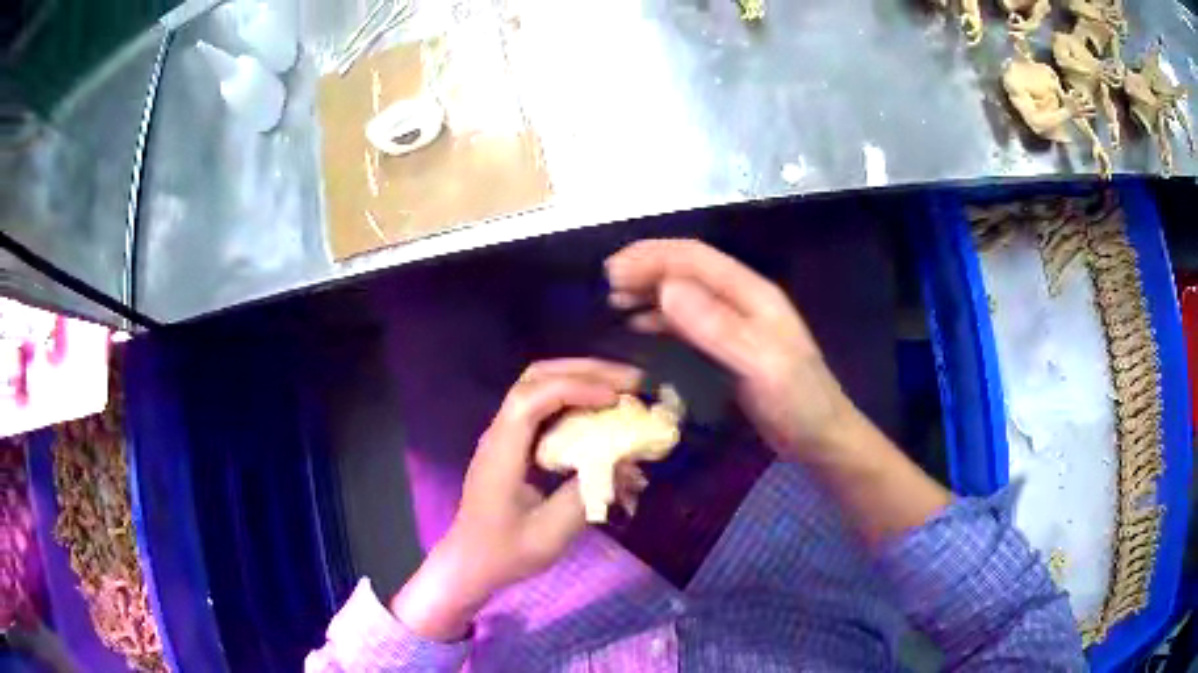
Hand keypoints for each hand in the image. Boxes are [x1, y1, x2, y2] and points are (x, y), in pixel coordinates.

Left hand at [391, 359, 643, 640]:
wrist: (471, 562)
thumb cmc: (505, 552)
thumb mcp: (550, 533)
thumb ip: (587, 495)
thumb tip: (627, 465)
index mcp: (502, 451)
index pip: (532, 398)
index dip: (575, 388)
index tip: (615, 400)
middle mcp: (500, 433)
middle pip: (536, 377)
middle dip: (585, 371)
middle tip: (631, 382)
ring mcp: (506, 435)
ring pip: (540, 386)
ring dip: (582, 380)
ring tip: (622, 389)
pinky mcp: (515, 444)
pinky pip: (545, 407)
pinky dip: (576, 400)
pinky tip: (601, 411)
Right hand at [608, 240, 951, 545]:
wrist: (820, 437)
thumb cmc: (798, 400)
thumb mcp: (760, 364)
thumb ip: (717, 326)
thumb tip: (666, 288)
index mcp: (752, 294)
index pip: (695, 258)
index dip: (653, 256)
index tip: (613, 268)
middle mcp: (741, 301)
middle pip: (687, 271)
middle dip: (646, 269)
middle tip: (607, 284)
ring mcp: (734, 325)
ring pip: (684, 296)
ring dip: (650, 293)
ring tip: (615, 302)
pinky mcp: (727, 350)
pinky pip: (688, 325)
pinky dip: (660, 321)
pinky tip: (640, 329)